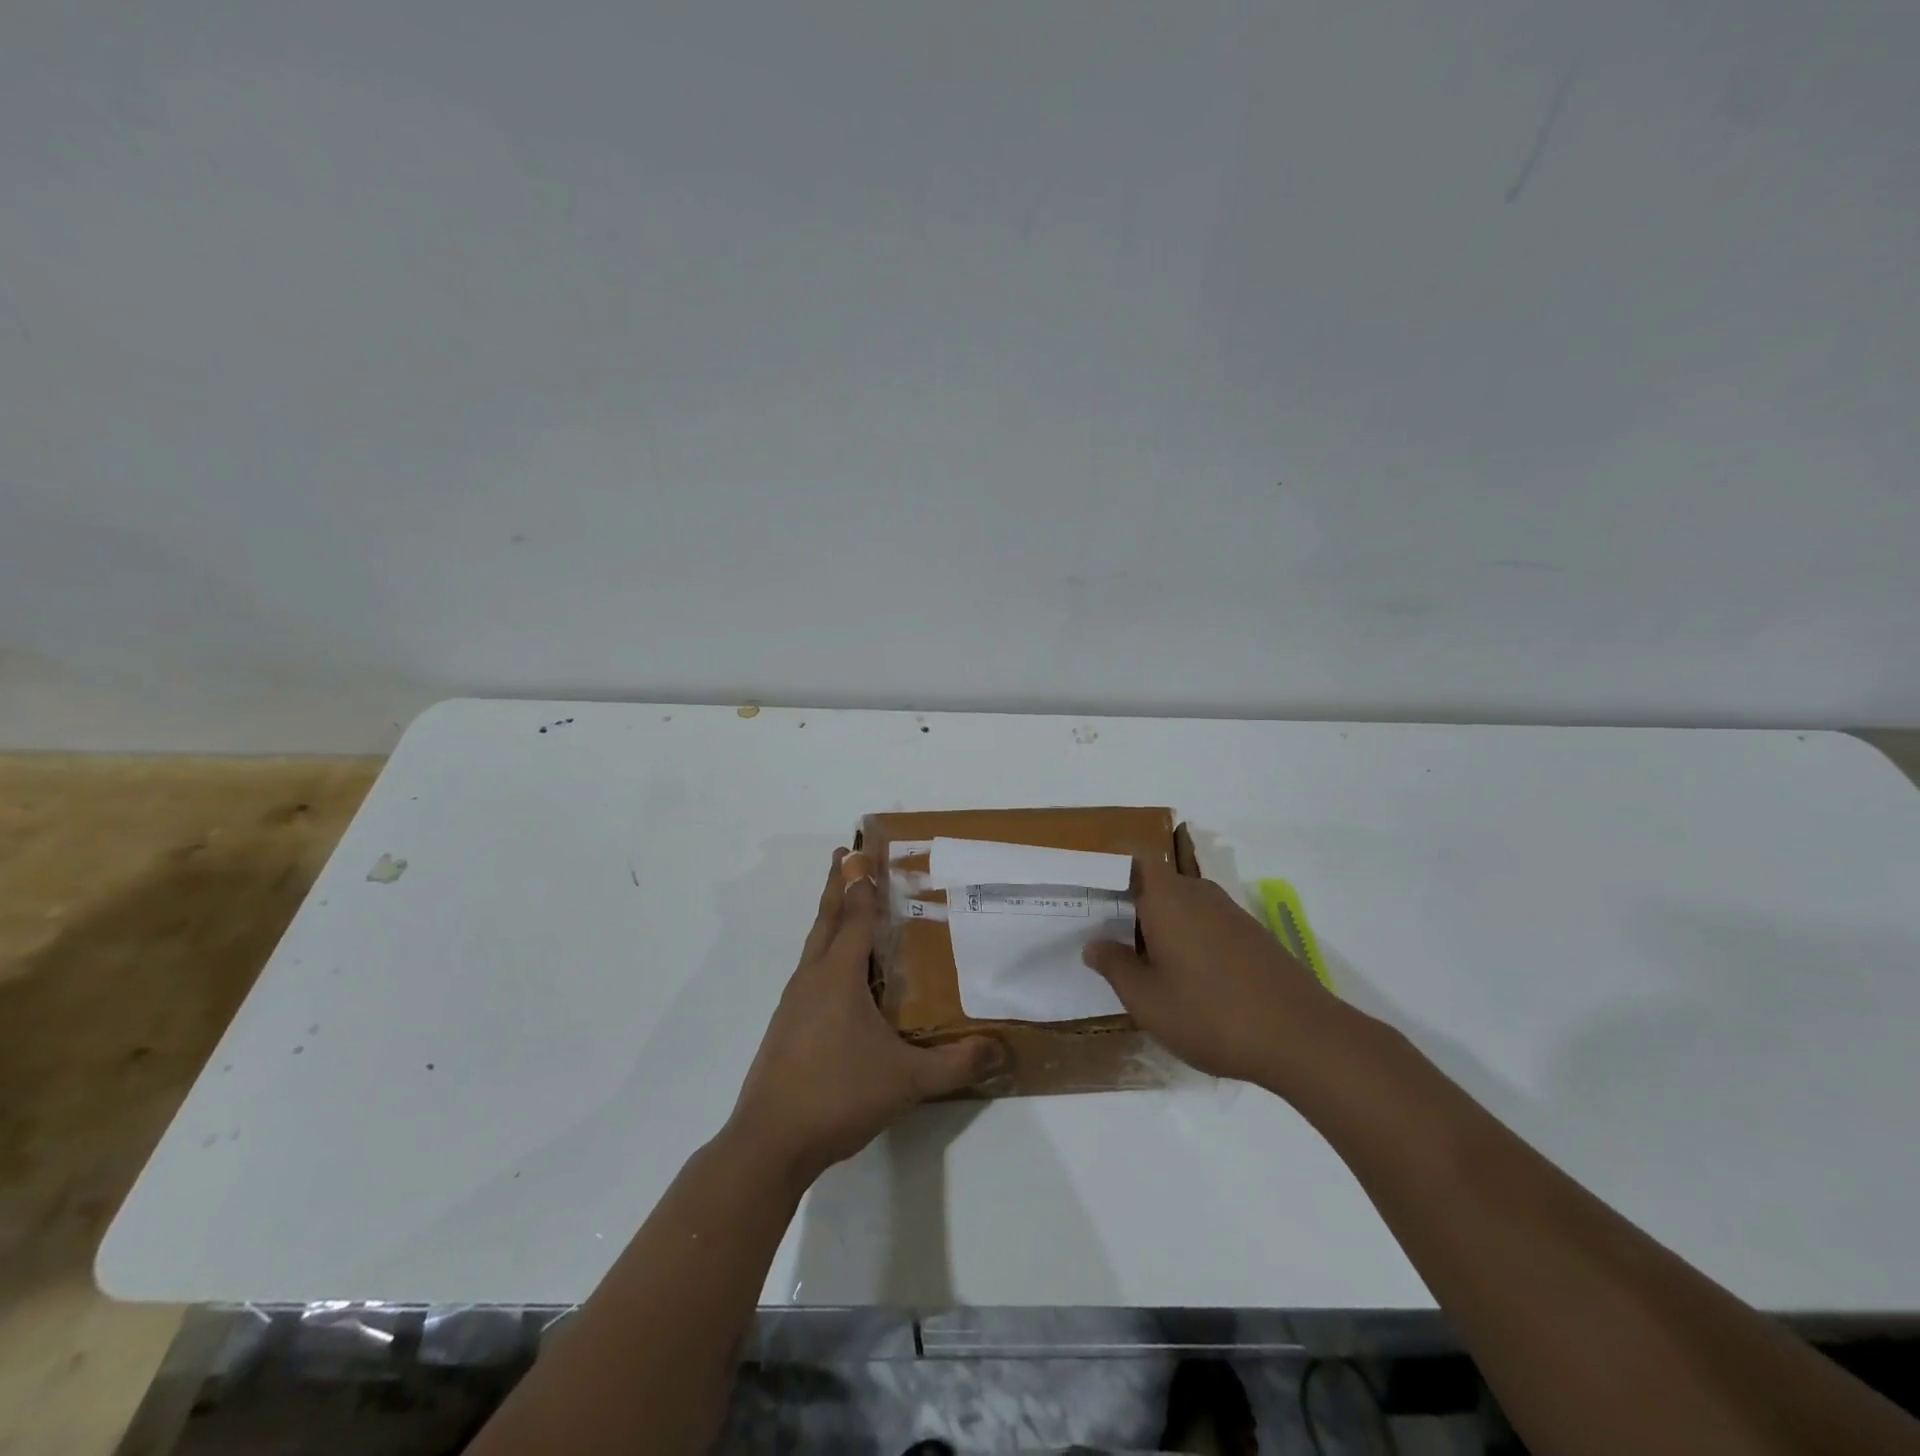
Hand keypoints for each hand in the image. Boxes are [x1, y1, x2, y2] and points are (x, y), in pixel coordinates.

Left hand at [729, 849, 1004, 1185]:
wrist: (769, 1142)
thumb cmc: (838, 1096)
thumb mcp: (907, 1081)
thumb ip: (955, 1064)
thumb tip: (1000, 1050)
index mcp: (839, 976)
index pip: (856, 917)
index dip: (863, 884)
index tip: (865, 852)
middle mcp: (812, 978)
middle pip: (826, 919)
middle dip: (837, 885)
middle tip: (844, 855)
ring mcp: (794, 1003)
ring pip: (814, 945)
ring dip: (829, 917)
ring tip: (845, 904)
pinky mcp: (786, 1026)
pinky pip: (810, 972)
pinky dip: (825, 952)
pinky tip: (838, 975)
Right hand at [1082, 856, 1341, 1089]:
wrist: (1302, 1038)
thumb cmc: (1210, 1013)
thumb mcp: (1147, 1000)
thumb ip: (1115, 966)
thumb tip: (1094, 944)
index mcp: (1168, 897)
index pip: (1134, 857)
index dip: (1109, 865)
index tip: (1086, 887)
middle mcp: (1198, 893)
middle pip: (1156, 882)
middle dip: (1129, 903)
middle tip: (1102, 933)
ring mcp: (1229, 913)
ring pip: (1181, 905)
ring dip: (1158, 925)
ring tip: (1138, 961)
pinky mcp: (1251, 936)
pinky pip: (1205, 923)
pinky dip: (1186, 939)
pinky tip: (1183, 978)